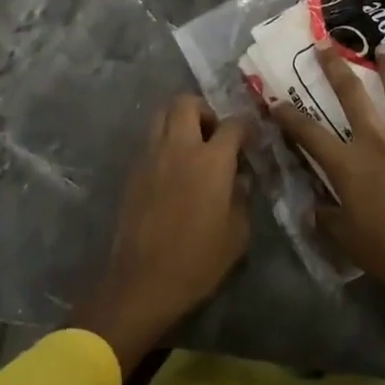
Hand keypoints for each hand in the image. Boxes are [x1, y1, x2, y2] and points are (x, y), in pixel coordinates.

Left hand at [71, 95, 249, 375]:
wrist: (143, 281)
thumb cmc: (198, 261)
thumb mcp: (237, 234)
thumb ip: (242, 197)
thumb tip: (240, 178)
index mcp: (212, 160)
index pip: (233, 124)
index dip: (245, 126)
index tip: (251, 136)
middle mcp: (180, 147)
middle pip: (187, 103)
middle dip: (205, 110)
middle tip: (214, 133)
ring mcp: (152, 155)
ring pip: (162, 114)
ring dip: (179, 119)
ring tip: (192, 144)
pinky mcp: (134, 170)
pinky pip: (150, 139)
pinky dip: (164, 140)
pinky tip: (173, 167)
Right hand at [271, 40, 384, 300]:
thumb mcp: (350, 242)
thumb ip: (328, 221)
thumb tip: (311, 209)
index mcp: (349, 166)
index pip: (310, 136)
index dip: (289, 117)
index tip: (274, 100)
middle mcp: (377, 144)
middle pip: (353, 98)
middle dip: (336, 69)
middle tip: (325, 44)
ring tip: (383, 47)